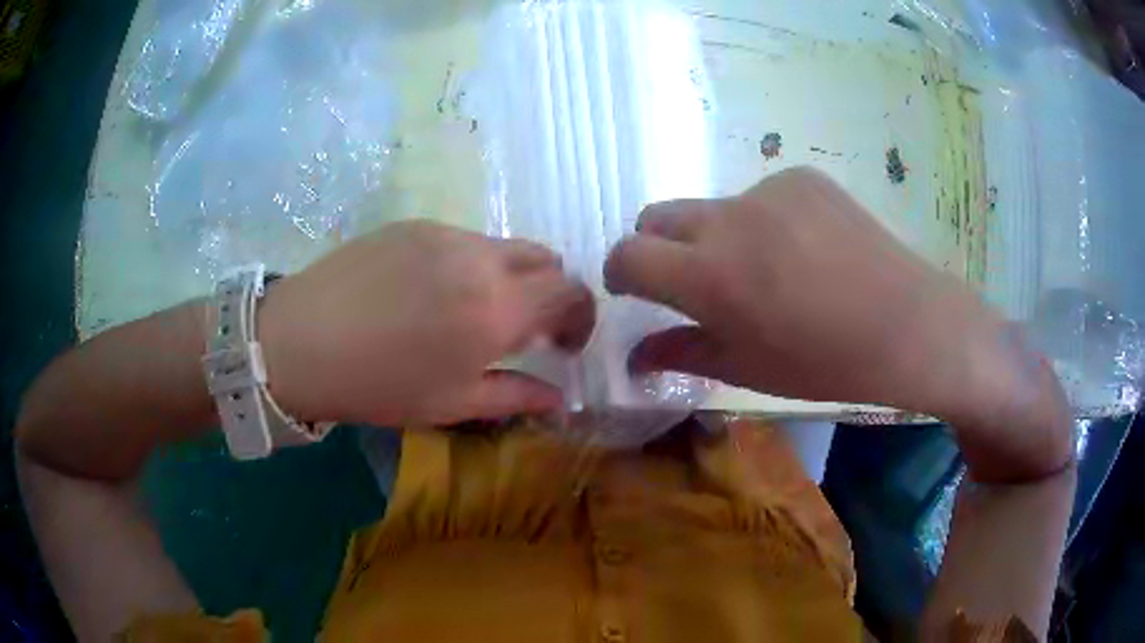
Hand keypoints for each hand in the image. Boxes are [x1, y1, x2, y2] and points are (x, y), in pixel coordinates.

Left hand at [258, 221, 594, 426]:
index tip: (562, 345)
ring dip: (510, 276)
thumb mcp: (452, 403)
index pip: (571, 292)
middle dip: (550, 292)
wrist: (300, 340)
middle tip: (525, 327)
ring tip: (473, 310)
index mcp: (498, 308)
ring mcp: (446, 233)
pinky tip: (431, 292)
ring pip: (504, 246)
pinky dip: (470, 263)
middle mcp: (481, 258)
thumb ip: (517, 397)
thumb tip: (561, 399)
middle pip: (546, 258)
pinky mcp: (414, 223)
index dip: (580, 317)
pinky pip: (463, 239)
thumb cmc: (378, 384)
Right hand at [605, 168, 1071, 480]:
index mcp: (708, 276)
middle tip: (697, 283)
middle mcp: (727, 219)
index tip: (636, 290)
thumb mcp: (748, 369)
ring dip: (720, 237)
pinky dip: (765, 222)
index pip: (627, 254)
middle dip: (659, 248)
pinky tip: (807, 251)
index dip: (622, 273)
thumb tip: (633, 355)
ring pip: (713, 208)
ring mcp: (767, 190)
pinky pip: (762, 196)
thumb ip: (681, 353)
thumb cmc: (827, 363)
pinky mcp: (801, 176)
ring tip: (771, 271)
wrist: (909, 324)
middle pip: (657, 216)